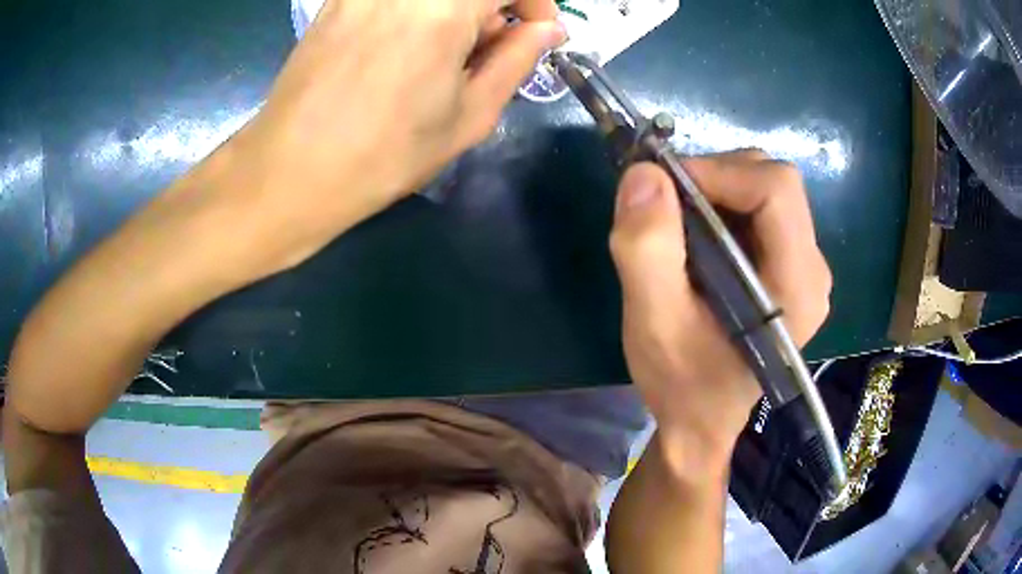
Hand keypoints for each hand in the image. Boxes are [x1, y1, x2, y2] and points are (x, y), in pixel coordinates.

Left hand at [223, 0, 564, 274]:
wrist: (291, 171)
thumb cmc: (385, 155)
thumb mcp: (469, 116)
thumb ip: (516, 60)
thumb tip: (547, 30)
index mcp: (443, 7)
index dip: (534, 1)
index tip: (535, 31)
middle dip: (493, 6)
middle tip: (490, 47)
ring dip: (456, 9)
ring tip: (447, 52)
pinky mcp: (338, 0)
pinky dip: (419, 9)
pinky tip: (409, 45)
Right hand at [608, 151, 831, 481]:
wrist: (701, 421)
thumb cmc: (682, 384)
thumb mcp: (653, 323)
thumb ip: (647, 249)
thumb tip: (644, 173)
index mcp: (797, 286)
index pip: (776, 188)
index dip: (719, 171)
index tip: (665, 189)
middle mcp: (813, 270)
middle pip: (774, 182)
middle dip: (716, 178)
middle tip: (667, 208)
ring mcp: (805, 268)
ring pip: (766, 190)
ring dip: (716, 192)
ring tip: (678, 228)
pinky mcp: (790, 268)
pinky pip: (760, 211)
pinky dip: (722, 207)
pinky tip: (697, 242)